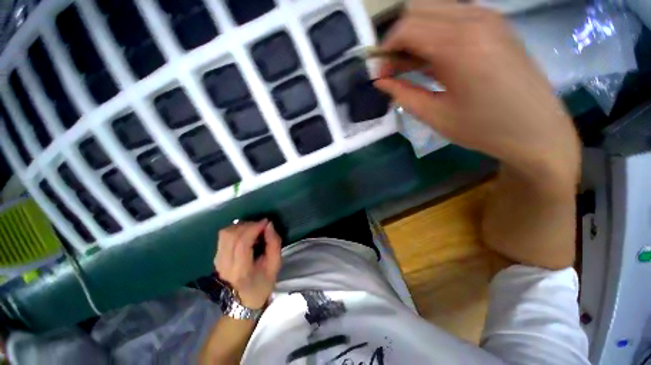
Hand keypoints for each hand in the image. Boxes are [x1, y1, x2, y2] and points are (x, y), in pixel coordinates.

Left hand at [214, 220, 281, 309]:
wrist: (244, 300)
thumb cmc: (263, 283)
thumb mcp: (275, 265)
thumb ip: (274, 243)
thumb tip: (268, 225)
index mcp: (241, 271)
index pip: (242, 243)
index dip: (253, 228)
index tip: (266, 222)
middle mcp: (225, 266)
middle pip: (231, 236)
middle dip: (248, 225)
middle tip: (261, 225)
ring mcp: (218, 262)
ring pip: (225, 234)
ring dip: (241, 226)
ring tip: (253, 228)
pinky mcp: (216, 257)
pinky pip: (223, 236)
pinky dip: (235, 230)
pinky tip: (245, 233)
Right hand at [375, 4, 579, 185]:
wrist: (537, 131)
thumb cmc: (482, 128)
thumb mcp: (434, 115)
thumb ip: (402, 93)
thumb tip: (380, 80)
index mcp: (459, 44)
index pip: (406, 27)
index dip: (385, 49)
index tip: (380, 72)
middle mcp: (474, 19)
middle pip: (418, 9)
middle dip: (398, 38)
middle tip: (393, 68)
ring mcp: (489, 17)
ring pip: (435, 9)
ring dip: (415, 34)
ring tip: (411, 66)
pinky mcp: (496, 24)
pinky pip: (453, 16)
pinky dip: (434, 33)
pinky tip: (434, 60)